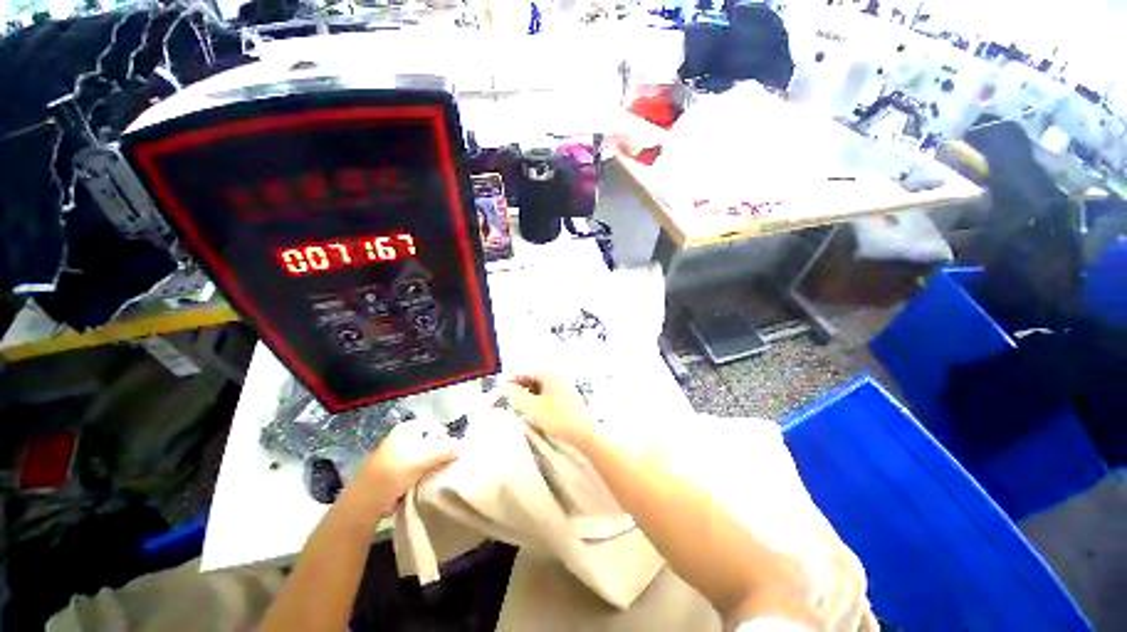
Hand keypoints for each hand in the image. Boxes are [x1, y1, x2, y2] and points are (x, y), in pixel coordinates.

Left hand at [359, 419, 458, 504]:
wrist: (366, 500)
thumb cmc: (396, 472)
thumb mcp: (425, 458)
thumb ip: (445, 449)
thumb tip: (461, 446)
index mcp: (408, 427)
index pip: (435, 427)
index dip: (445, 438)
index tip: (451, 453)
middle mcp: (401, 436)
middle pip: (429, 441)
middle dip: (438, 451)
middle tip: (447, 464)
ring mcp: (396, 453)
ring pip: (422, 455)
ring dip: (430, 464)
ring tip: (437, 475)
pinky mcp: (392, 470)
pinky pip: (413, 467)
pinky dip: (420, 473)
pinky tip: (424, 482)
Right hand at [511, 372, 597, 449]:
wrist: (583, 433)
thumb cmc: (557, 418)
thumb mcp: (532, 407)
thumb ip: (517, 395)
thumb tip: (506, 387)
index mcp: (550, 375)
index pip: (526, 373)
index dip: (512, 380)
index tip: (500, 388)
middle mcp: (557, 378)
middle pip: (533, 380)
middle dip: (519, 389)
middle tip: (505, 399)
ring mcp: (563, 389)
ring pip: (540, 389)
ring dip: (527, 396)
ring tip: (516, 407)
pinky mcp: (567, 400)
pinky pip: (547, 396)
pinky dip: (537, 401)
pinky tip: (532, 412)